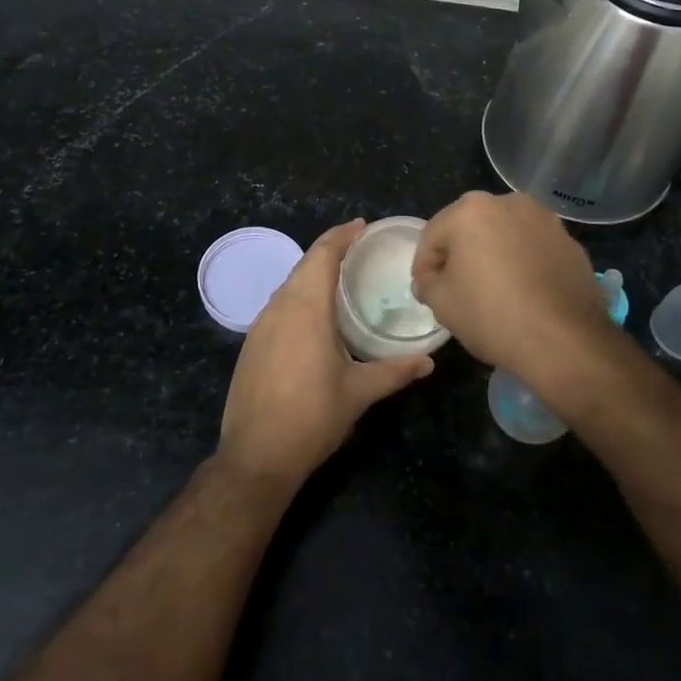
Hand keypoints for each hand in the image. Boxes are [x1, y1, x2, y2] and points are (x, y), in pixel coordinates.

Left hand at [217, 220, 434, 487]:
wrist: (256, 455)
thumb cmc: (312, 417)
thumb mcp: (358, 393)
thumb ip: (394, 372)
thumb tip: (428, 362)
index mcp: (306, 308)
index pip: (322, 255)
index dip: (341, 235)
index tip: (361, 225)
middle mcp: (279, 307)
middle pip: (304, 265)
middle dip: (329, 250)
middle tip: (357, 249)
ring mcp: (260, 325)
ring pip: (288, 285)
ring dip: (312, 273)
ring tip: (340, 278)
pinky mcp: (251, 344)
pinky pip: (278, 305)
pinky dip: (298, 296)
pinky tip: (313, 314)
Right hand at [412, 191, 613, 412]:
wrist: (564, 340)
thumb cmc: (492, 315)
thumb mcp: (442, 303)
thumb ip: (427, 283)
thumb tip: (429, 279)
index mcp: (471, 210)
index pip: (433, 235)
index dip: (423, 264)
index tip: (424, 290)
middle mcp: (509, 203)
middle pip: (470, 228)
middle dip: (459, 254)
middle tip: (454, 287)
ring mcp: (545, 220)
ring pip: (505, 235)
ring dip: (493, 255)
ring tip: (492, 289)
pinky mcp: (570, 242)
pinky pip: (534, 248)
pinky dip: (523, 263)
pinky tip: (523, 293)